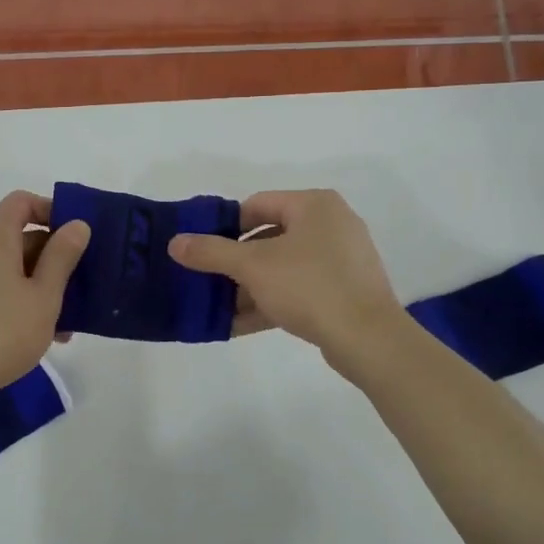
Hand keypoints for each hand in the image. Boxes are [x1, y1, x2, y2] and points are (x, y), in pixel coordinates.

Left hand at [0, 191, 89, 403]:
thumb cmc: (2, 331)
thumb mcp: (45, 295)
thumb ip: (62, 256)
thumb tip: (76, 224)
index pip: (21, 202)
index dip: (51, 210)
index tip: (76, 236)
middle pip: (18, 236)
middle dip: (53, 256)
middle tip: (81, 285)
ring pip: (10, 268)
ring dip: (40, 285)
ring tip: (66, 322)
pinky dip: (20, 300)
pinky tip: (41, 334)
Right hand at [168, 189, 403, 364]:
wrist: (369, 338)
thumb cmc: (309, 287)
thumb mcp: (252, 267)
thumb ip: (211, 252)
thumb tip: (174, 242)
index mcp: (314, 205)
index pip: (257, 204)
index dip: (226, 227)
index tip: (205, 252)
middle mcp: (332, 223)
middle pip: (270, 236)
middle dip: (237, 262)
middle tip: (211, 282)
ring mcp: (343, 258)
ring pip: (284, 266)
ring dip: (252, 286)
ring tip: (222, 308)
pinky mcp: (347, 290)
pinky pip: (301, 288)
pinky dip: (274, 300)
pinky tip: (244, 323)